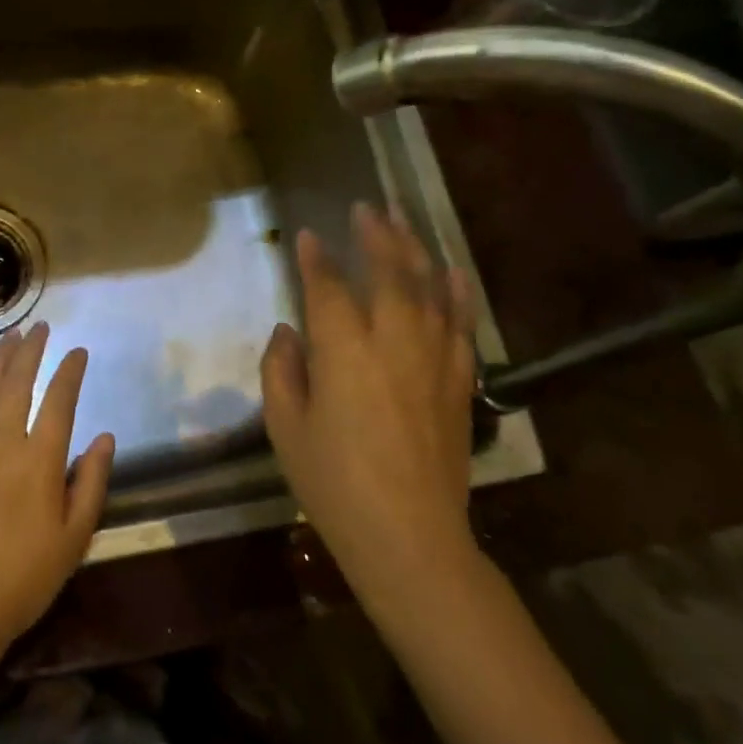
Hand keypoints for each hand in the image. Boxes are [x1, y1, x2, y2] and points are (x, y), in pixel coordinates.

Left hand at [0, 322, 115, 660]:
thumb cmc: (23, 580)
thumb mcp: (74, 538)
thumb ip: (92, 482)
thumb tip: (104, 437)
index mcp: (39, 460)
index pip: (59, 401)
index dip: (70, 372)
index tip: (78, 352)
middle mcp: (0, 444)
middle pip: (17, 385)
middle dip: (31, 352)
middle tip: (39, 327)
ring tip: (7, 337)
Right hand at [261, 204, 482, 609]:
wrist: (409, 536)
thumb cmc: (334, 485)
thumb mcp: (286, 429)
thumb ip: (281, 371)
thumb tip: (289, 331)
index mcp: (343, 351)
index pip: (327, 288)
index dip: (315, 259)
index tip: (307, 236)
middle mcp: (392, 341)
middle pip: (387, 272)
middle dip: (375, 235)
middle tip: (365, 207)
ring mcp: (433, 358)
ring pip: (428, 288)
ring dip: (414, 250)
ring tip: (403, 221)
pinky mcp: (459, 381)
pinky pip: (461, 325)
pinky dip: (457, 293)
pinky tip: (453, 272)